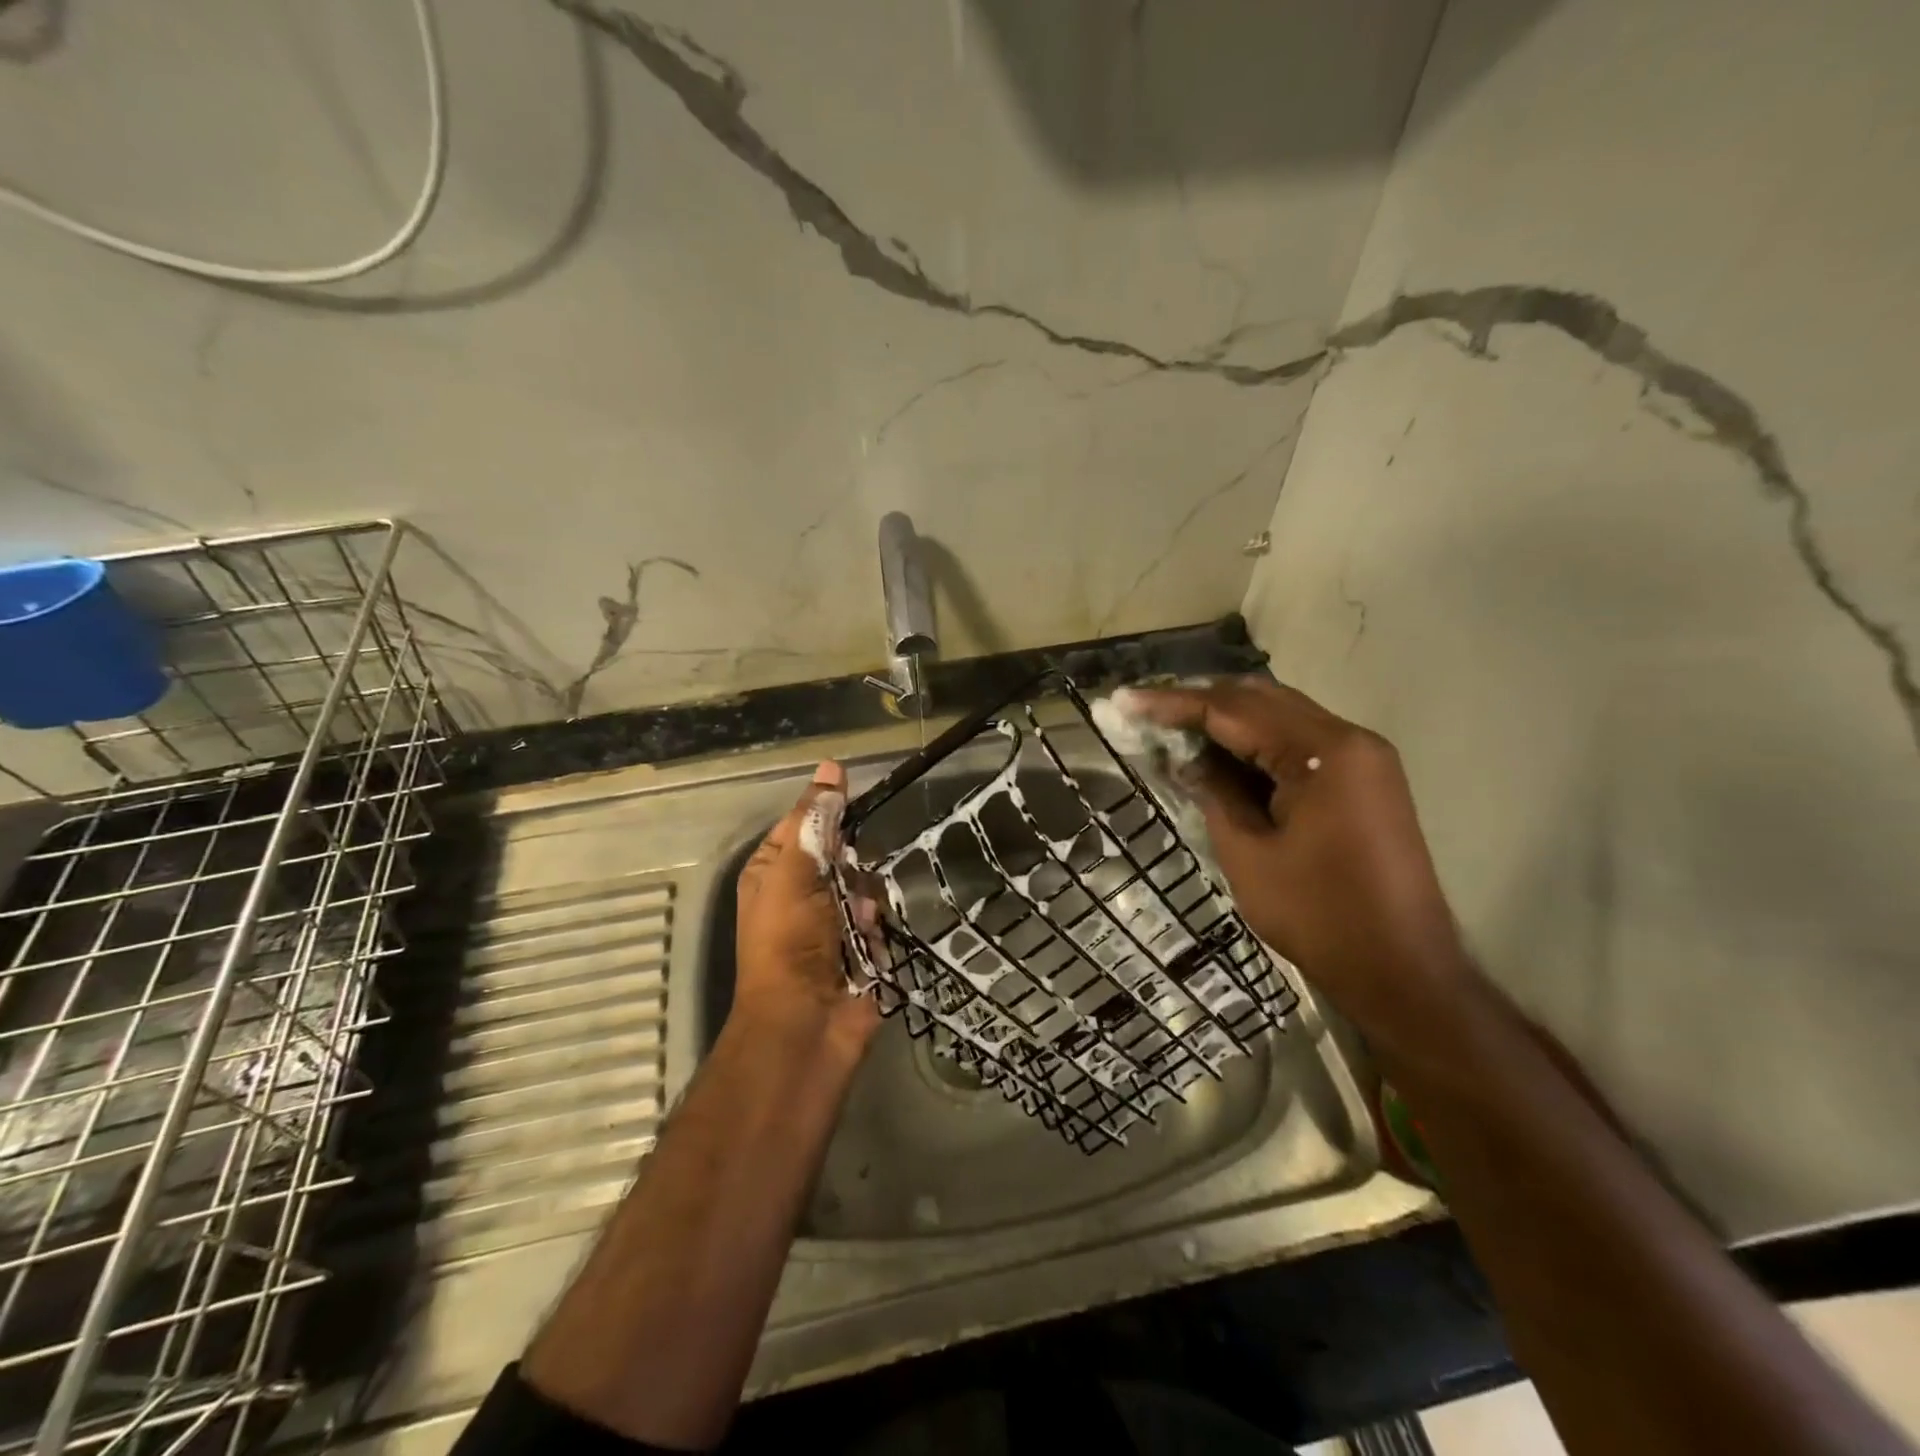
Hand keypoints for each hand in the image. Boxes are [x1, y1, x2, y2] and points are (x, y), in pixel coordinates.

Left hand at [732, 761, 880, 1056]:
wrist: (806, 1025)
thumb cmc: (789, 941)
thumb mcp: (795, 871)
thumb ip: (816, 820)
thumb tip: (830, 766)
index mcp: (774, 871)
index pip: (806, 823)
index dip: (829, 813)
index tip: (856, 804)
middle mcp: (802, 894)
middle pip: (843, 854)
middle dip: (852, 865)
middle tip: (848, 879)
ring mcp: (833, 924)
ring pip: (867, 887)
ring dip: (866, 901)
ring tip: (858, 922)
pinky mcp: (862, 950)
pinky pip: (881, 922)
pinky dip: (878, 931)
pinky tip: (870, 946)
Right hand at [1126, 678, 1470, 1035]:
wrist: (1402, 971)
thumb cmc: (1318, 915)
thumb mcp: (1248, 853)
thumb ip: (1214, 793)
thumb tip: (1185, 760)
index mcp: (1325, 752)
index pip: (1234, 709)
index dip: (1174, 703)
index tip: (1128, 700)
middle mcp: (1350, 740)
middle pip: (1262, 700)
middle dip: (1201, 702)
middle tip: (1148, 711)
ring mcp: (1364, 759)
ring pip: (1282, 717)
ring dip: (1228, 721)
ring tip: (1174, 730)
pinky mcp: (1364, 781)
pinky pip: (1301, 744)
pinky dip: (1257, 744)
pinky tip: (1221, 756)